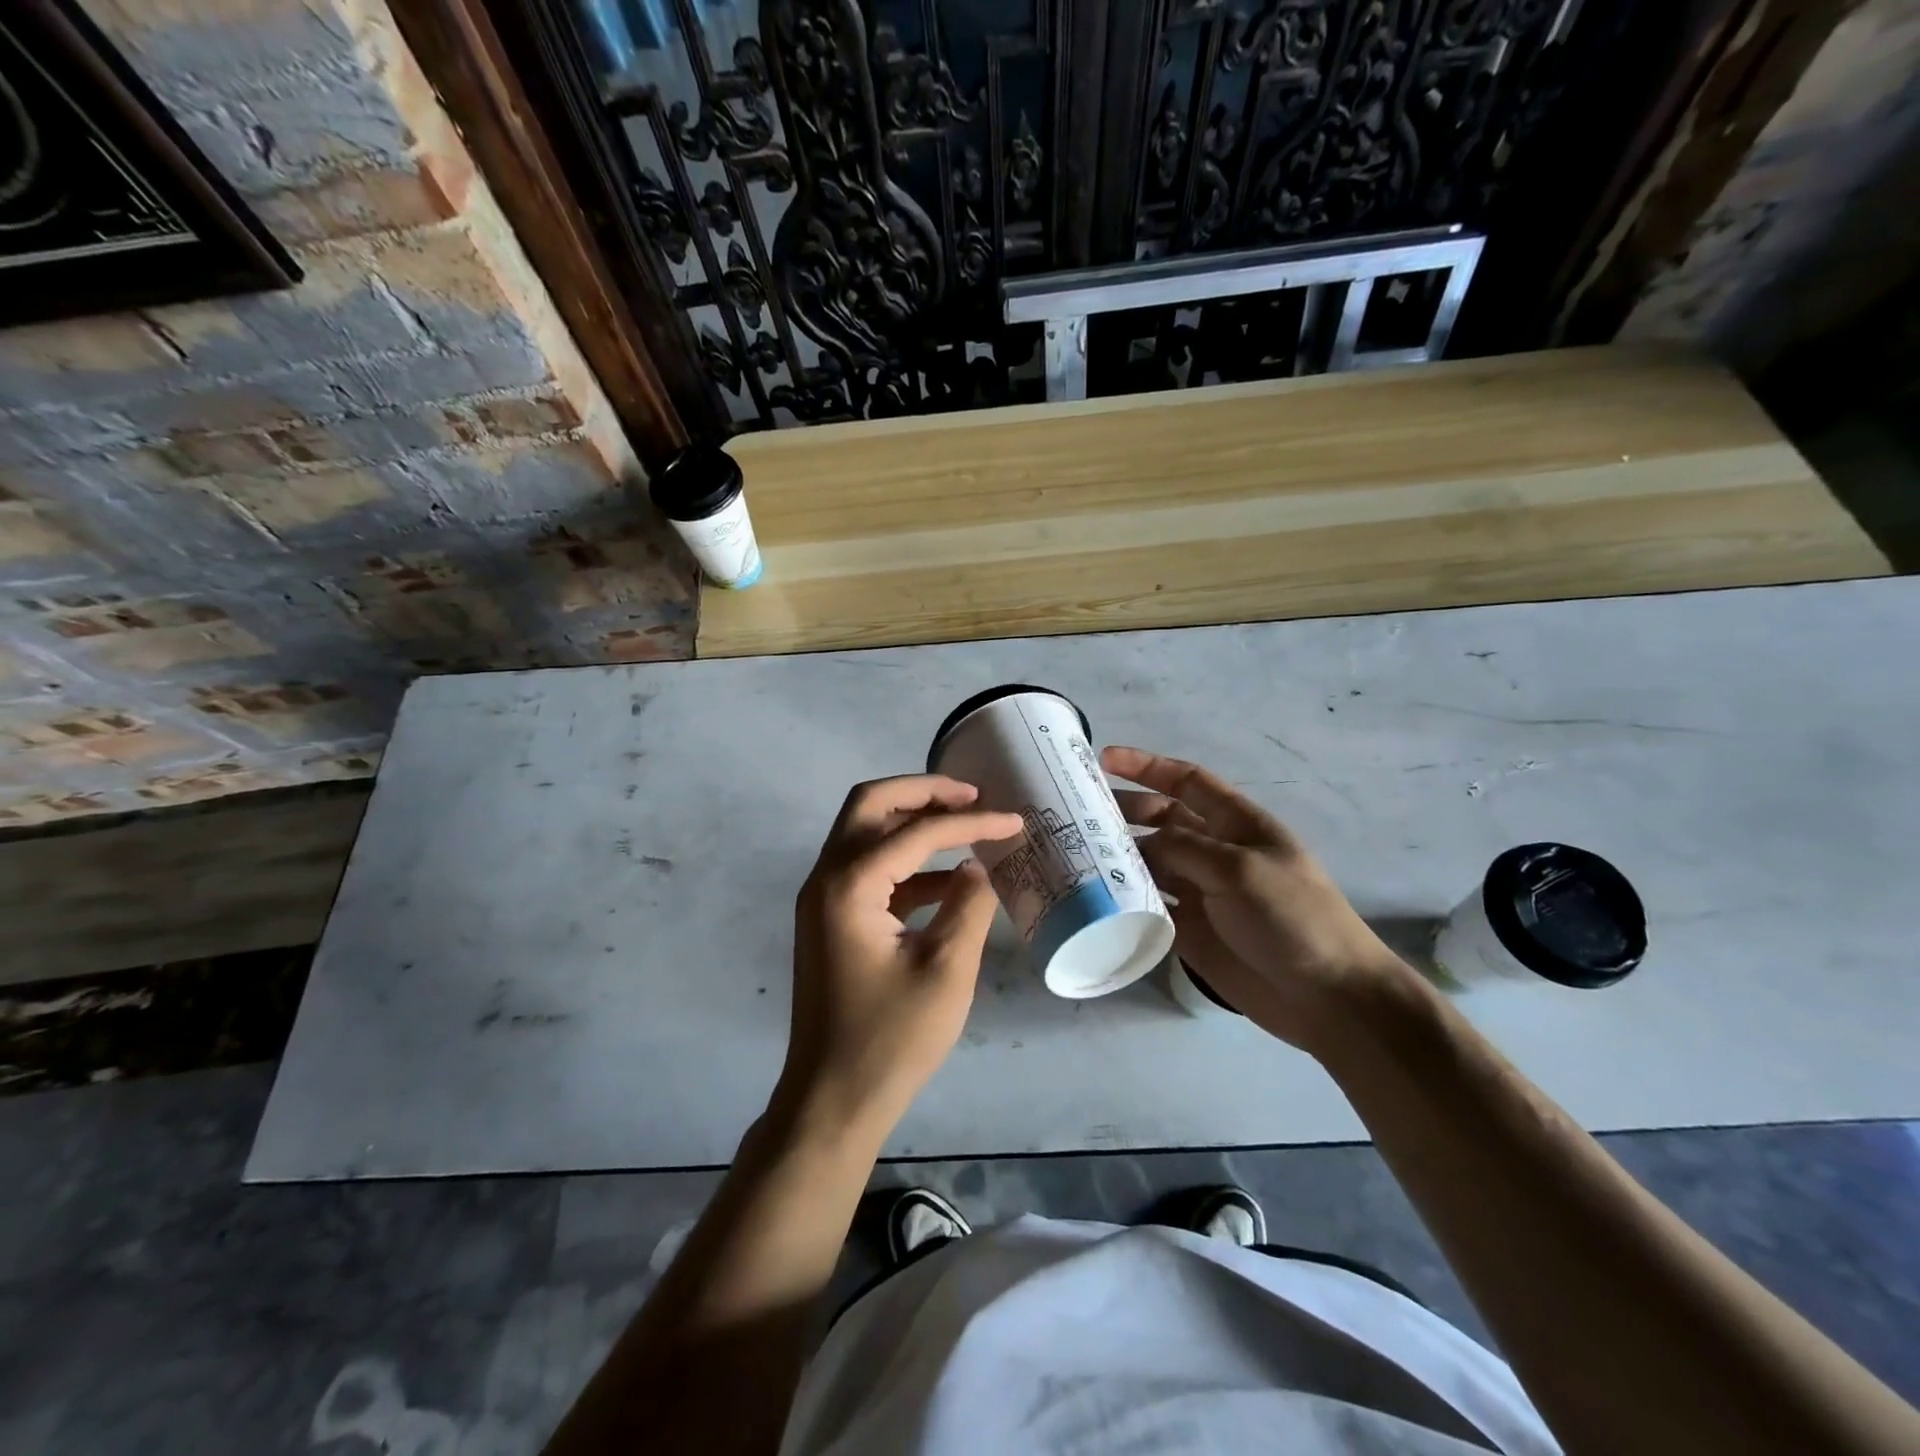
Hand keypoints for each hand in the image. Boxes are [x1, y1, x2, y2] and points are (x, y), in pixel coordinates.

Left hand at [777, 775, 1023, 1146]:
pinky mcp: (831, 921)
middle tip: (972, 796)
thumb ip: (968, 906)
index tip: (1014, 820)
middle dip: (922, 792)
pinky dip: (905, 862)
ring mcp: (823, 900)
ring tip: (966, 825)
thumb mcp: (947, 971)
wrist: (832, 1100)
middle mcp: (826, 879)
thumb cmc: (891, 1040)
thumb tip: (977, 867)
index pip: (916, 833)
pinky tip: (948, 878)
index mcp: (850, 885)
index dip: (970, 822)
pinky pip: (868, 871)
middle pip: (870, 806)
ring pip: (865, 834)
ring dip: (912, 822)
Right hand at [1104, 746, 1421, 1050]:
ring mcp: (1201, 891)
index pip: (1186, 781)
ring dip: (1119, 857)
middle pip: (1161, 820)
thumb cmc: (1293, 917)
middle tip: (1078, 815)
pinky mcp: (1190, 930)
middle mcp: (1214, 851)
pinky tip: (1095, 898)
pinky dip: (1125, 900)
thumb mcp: (1240, 869)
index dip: (1147, 766)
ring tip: (1077, 855)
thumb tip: (1140, 844)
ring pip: (1150, 863)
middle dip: (1124, 811)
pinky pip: (1150, 906)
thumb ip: (1185, 848)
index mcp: (1236, 824)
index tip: (1103, 759)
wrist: (1327, 997)